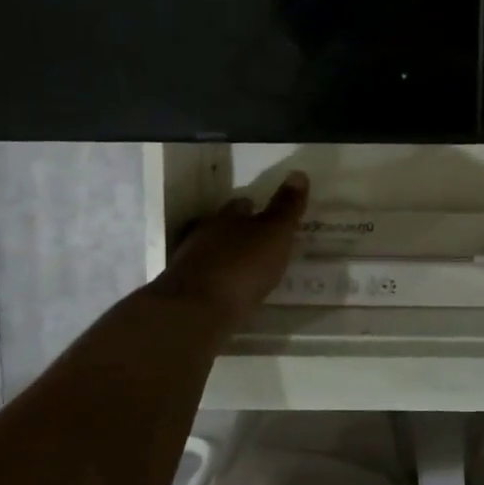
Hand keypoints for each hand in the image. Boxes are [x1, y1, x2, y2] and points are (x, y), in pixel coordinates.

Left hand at [150, 171, 309, 323]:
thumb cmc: (242, 267)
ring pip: (212, 252)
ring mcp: (191, 262)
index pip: (242, 204)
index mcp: (227, 217)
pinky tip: (230, 292)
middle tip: (260, 243)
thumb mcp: (274, 235)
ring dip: (228, 257)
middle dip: (239, 232)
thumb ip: (286, 208)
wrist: (197, 311)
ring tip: (248, 269)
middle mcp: (205, 234)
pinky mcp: (185, 290)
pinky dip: (219, 281)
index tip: (267, 214)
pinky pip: (207, 278)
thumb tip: (298, 173)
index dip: (255, 208)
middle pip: (224, 226)